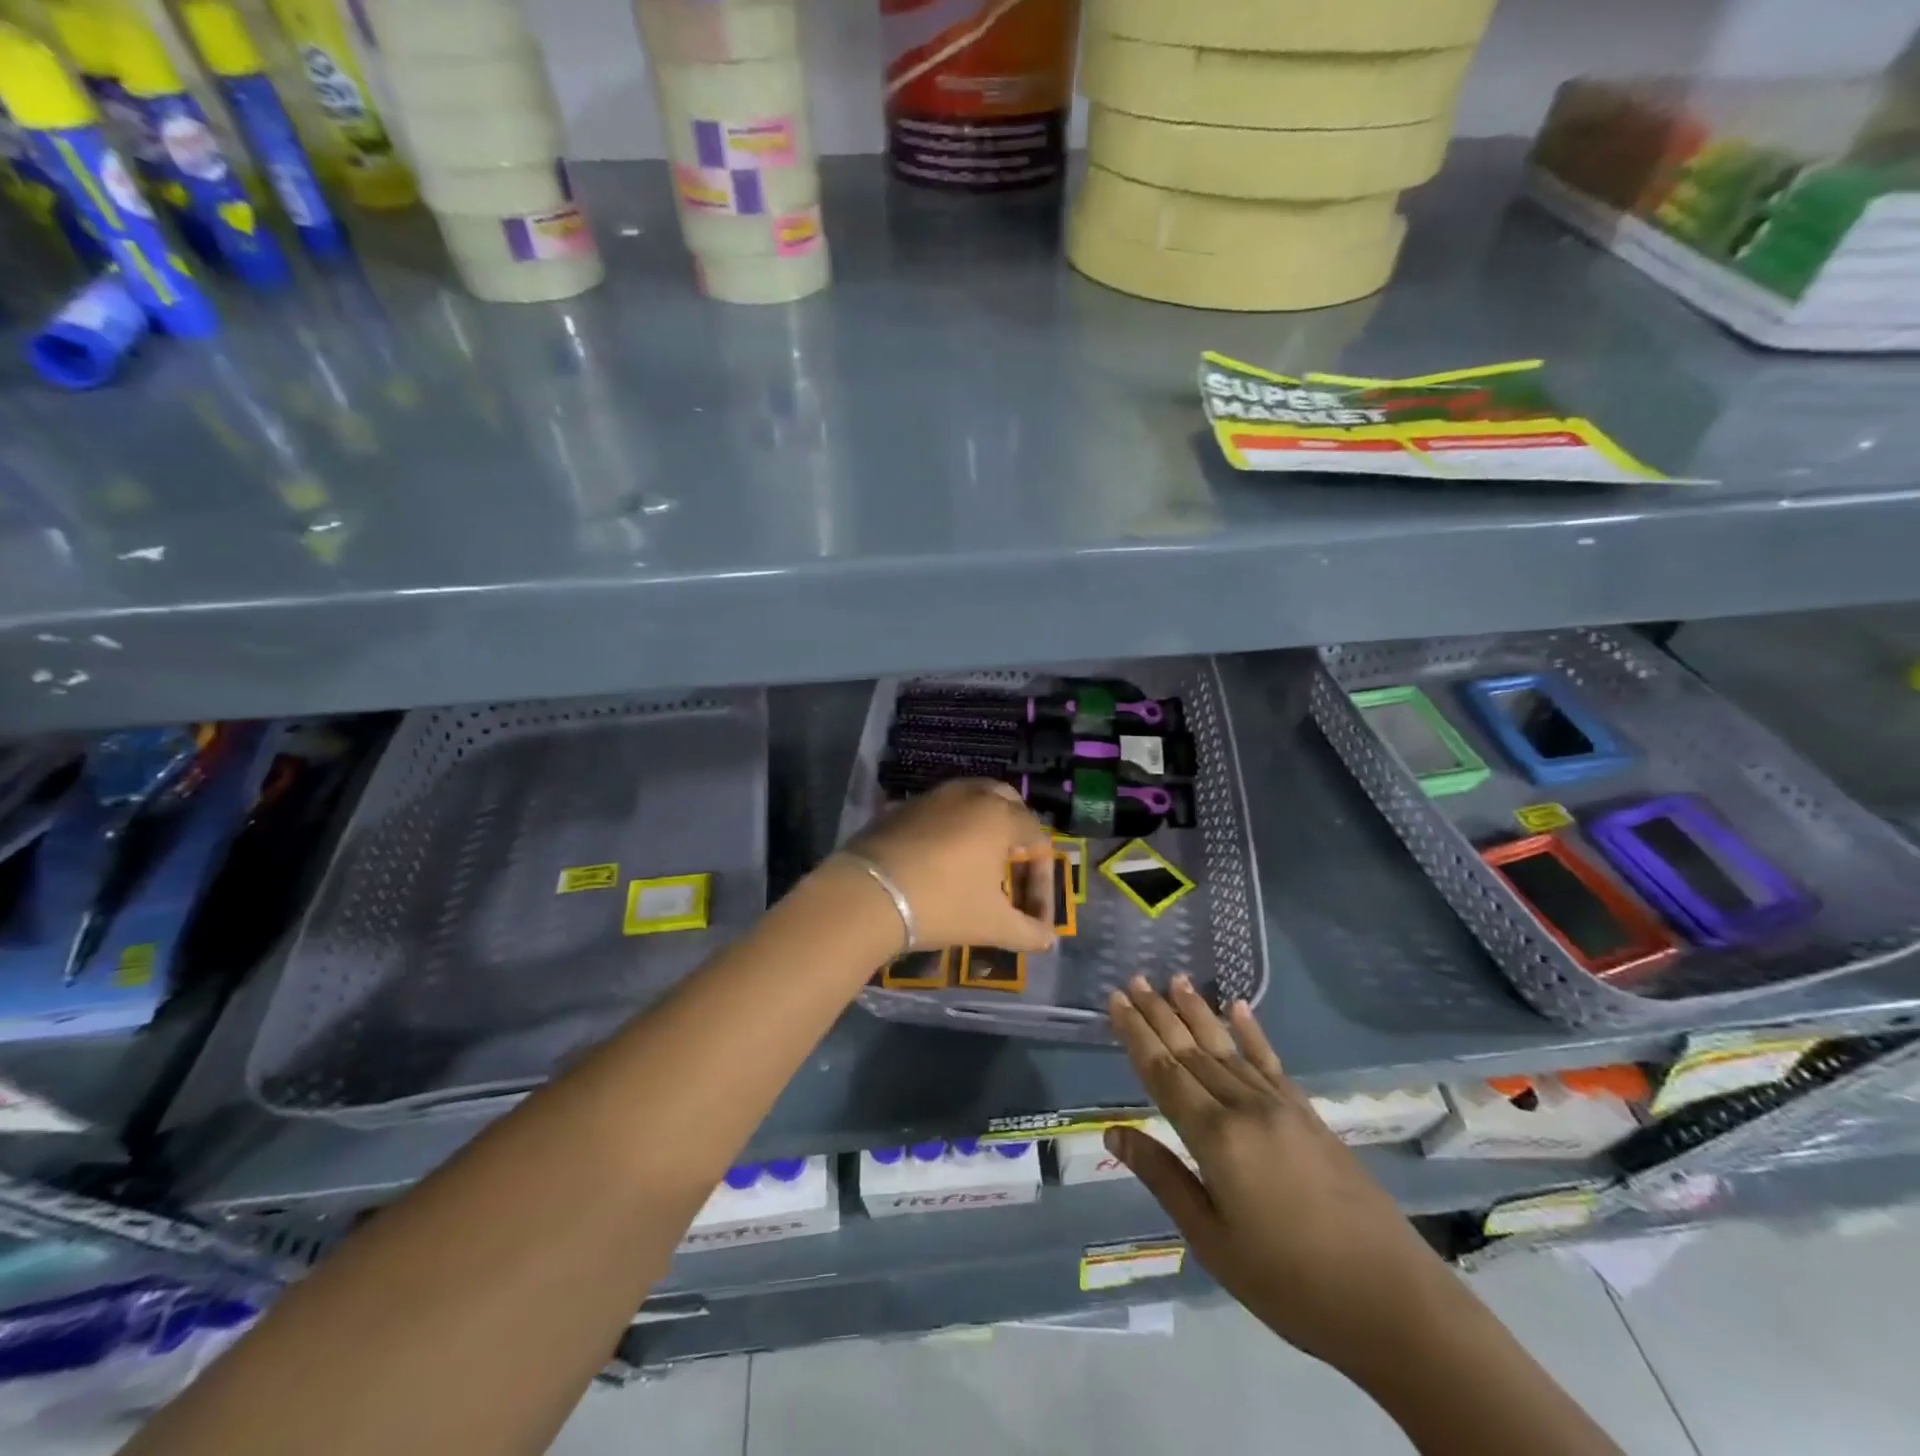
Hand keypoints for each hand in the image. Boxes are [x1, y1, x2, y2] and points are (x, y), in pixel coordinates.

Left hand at [839, 779, 1056, 953]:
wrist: (868, 895)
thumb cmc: (942, 905)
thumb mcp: (992, 924)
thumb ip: (1028, 931)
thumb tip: (1047, 939)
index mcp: (1000, 816)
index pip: (1038, 840)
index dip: (1042, 881)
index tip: (1035, 918)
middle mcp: (970, 795)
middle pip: (1007, 803)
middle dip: (1018, 834)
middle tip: (1014, 869)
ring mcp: (932, 797)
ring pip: (971, 800)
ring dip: (983, 826)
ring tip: (980, 863)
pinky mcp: (901, 807)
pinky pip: (939, 810)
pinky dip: (950, 828)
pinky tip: (942, 860)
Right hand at [1105, 977, 1454, 1376]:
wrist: (1393, 1301)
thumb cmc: (1289, 1283)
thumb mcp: (1212, 1240)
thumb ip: (1163, 1177)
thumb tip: (1113, 1132)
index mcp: (1215, 1137)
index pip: (1163, 1072)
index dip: (1135, 1034)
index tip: (1115, 1000)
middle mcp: (1244, 1108)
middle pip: (1191, 1051)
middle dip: (1159, 1013)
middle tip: (1133, 979)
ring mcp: (1280, 1106)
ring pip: (1226, 1048)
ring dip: (1197, 1012)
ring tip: (1174, 979)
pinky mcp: (1309, 1115)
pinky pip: (1271, 1062)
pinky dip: (1252, 1032)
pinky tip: (1238, 1007)